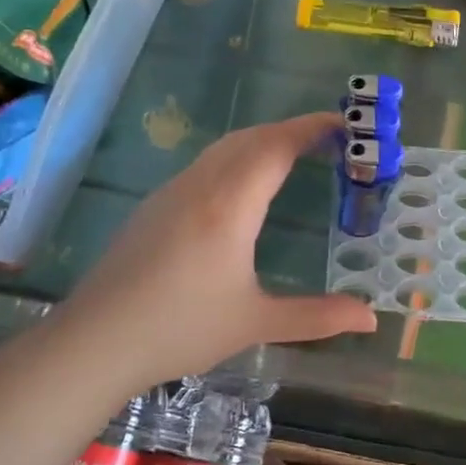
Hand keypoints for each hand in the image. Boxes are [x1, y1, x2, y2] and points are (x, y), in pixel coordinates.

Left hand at [64, 113, 376, 385]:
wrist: (94, 341)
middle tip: (328, 140)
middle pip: (252, 138)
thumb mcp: (255, 323)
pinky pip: (206, 163)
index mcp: (230, 205)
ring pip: (225, 147)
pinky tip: (243, 186)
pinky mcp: (155, 205)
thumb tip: (370, 319)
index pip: (277, 146)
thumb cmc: (179, 329)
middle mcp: (201, 185)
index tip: (344, 123)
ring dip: (263, 141)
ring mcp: (173, 191)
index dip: (312, 128)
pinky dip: (238, 156)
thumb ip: (316, 317)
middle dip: (292, 130)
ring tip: (293, 155)